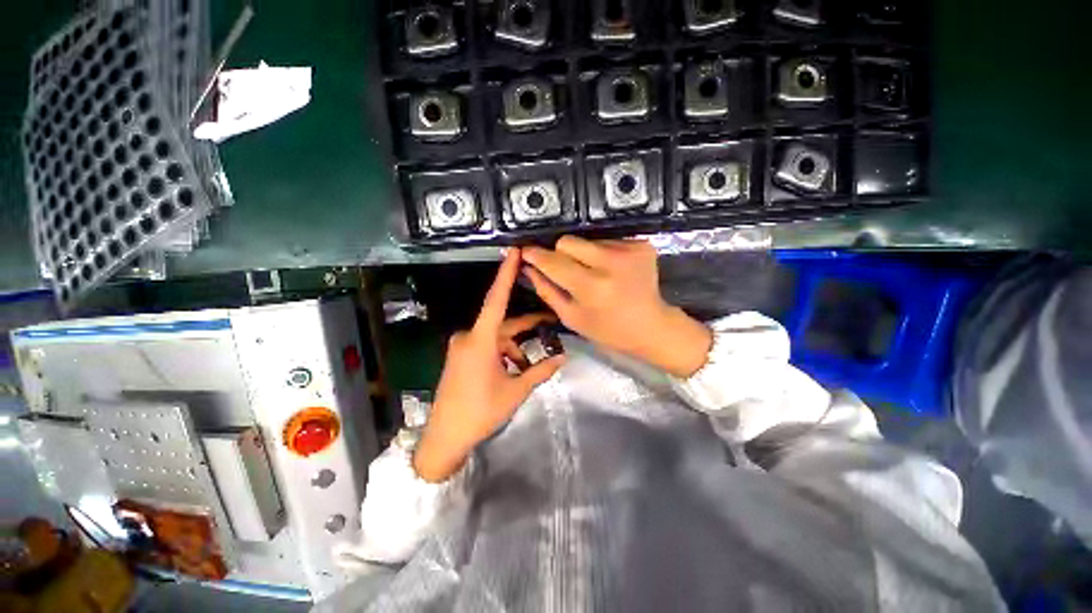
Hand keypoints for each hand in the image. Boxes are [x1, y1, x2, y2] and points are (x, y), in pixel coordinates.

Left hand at [413, 250, 564, 482]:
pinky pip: (486, 346)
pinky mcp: (460, 356)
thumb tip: (563, 358)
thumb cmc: (481, 412)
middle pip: (503, 323)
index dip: (505, 274)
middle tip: (549, 323)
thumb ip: (540, 371)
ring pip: (496, 337)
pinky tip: (514, 369)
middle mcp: (469, 337)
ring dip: (515, 347)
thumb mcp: (515, 390)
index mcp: (480, 340)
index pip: (497, 300)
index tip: (513, 252)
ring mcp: (462, 346)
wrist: (444, 437)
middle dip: (526, 327)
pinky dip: (502, 352)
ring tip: (530, 366)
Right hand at [522, 236, 711, 377]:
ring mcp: (629, 251)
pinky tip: (611, 270)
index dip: (536, 255)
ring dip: (583, 254)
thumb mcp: (571, 317)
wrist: (651, 326)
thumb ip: (547, 290)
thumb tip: (528, 267)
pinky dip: (602, 254)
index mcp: (592, 287)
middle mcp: (611, 264)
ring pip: (587, 240)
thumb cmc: (608, 329)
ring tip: (594, 273)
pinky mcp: (641, 244)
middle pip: (568, 241)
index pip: (554, 261)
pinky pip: (607, 240)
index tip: (526, 251)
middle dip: (560, 254)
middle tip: (567, 270)